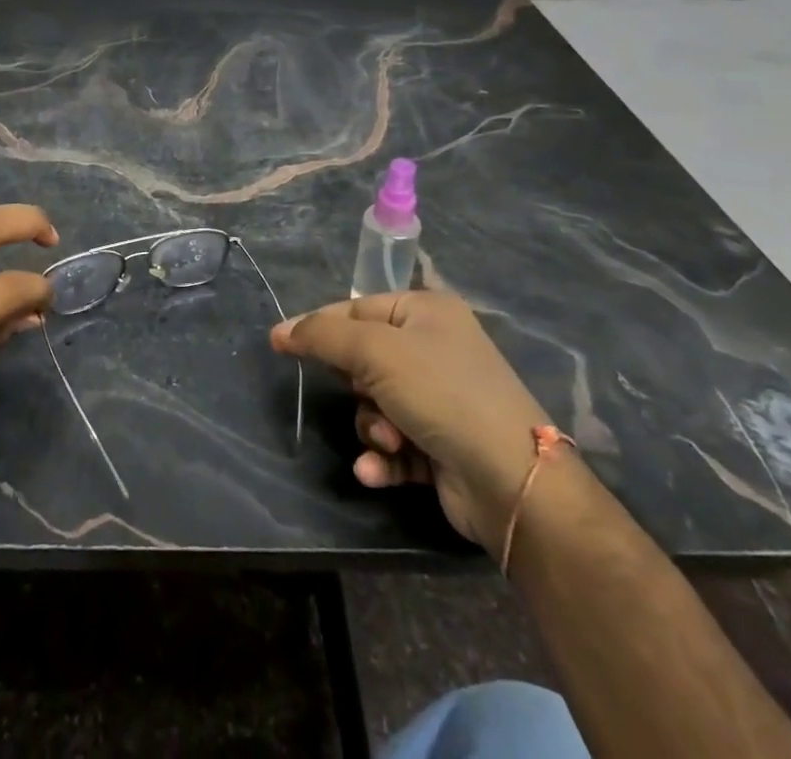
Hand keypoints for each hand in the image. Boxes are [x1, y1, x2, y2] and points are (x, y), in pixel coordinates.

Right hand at [271, 289, 556, 556]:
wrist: (511, 482)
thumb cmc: (441, 394)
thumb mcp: (374, 352)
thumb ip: (322, 336)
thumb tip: (279, 331)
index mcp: (426, 312)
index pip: (356, 309)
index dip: (320, 328)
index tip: (283, 346)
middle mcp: (435, 349)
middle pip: (363, 359)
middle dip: (356, 387)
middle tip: (364, 396)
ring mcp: (441, 399)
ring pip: (375, 405)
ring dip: (371, 427)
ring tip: (388, 442)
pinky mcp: (441, 446)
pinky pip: (392, 444)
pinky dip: (382, 457)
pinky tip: (376, 471)